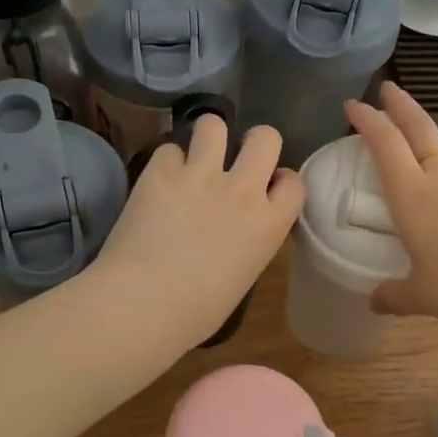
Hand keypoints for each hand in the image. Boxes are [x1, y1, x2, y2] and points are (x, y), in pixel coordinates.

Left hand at [95, 114, 304, 345]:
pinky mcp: (161, 171)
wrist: (143, 304)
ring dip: (208, 137)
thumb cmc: (195, 312)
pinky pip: (169, 149)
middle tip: (235, 159)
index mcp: (269, 224)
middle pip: (265, 137)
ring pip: (214, 124)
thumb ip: (248, 241)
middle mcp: (241, 190)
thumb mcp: (243, 276)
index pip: (294, 182)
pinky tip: (158, 182)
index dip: (281, 181)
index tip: (267, 188)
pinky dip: (166, 163)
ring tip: (196, 155)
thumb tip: (234, 230)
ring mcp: (200, 175)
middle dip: (254, 142)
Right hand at [345, 82, 437, 332]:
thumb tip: (375, 301)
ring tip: (426, 144)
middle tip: (388, 88)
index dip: (367, 120)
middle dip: (400, 105)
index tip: (353, 105)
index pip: (385, 145)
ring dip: (434, 139)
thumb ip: (395, 296)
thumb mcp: (423, 297)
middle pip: (420, 129)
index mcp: (414, 198)